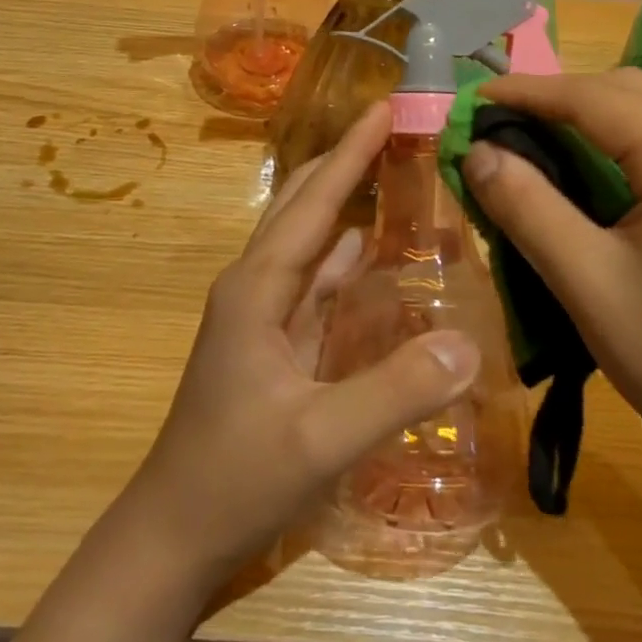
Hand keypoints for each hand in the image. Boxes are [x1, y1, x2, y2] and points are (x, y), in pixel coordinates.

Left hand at [122, 102, 480, 581]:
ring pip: (310, 243)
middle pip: (304, 207)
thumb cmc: (235, 478)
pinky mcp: (275, 345)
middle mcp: (257, 287)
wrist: (174, 534)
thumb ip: (394, 390)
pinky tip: (378, 256)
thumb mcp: (320, 439)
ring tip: (398, 179)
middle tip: (399, 133)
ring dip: (348, 207)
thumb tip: (467, 343)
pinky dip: (348, 261)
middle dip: (347, 164)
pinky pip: (318, 286)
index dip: (351, 153)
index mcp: (257, 288)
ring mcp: (263, 316)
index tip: (385, 106)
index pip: (312, 202)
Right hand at [463, 68, 641, 491]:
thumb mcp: (585, 283)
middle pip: (630, 89)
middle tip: (501, 124)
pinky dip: (630, 137)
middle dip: (560, 96)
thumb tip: (476, 151)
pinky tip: (603, 171)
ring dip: (596, 113)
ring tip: (540, 140)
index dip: (526, 91)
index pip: (593, 96)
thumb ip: (525, 206)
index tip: (472, 99)